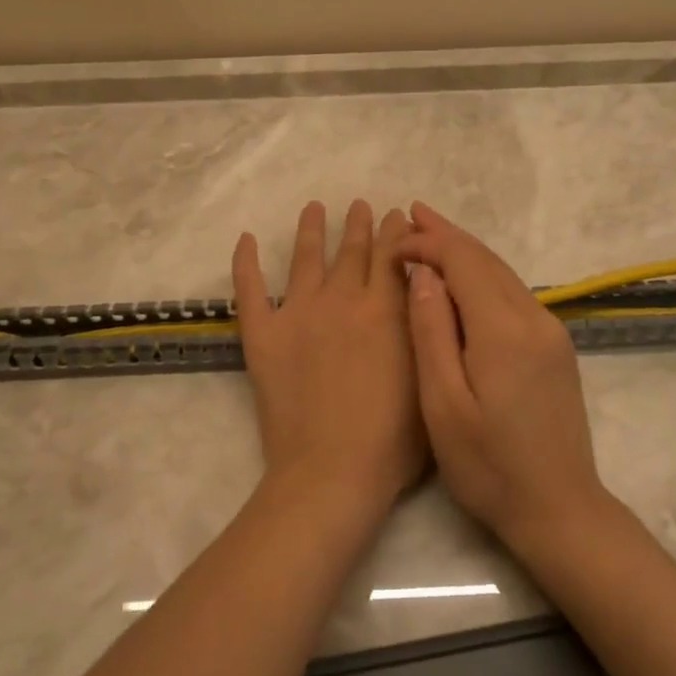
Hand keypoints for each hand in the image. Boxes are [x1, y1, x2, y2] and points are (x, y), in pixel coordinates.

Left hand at [232, 200, 425, 510]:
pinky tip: (246, 238)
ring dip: (312, 229)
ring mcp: (299, 313)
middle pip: (353, 250)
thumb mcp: (429, 377)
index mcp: (387, 309)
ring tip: (315, 207)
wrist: (333, 471)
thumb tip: (427, 292)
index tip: (397, 215)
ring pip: (306, 258)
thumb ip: (428, 330)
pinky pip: (250, 289)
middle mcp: (344, 299)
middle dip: (360, 224)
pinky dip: (246, 262)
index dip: (396, 232)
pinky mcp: (263, 334)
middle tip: (362, 205)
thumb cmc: (394, 440)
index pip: (393, 255)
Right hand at [398, 202, 609, 548]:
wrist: (559, 509)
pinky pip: (513, 294)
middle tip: (411, 212)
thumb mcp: (443, 405)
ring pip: (503, 274)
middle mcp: (534, 319)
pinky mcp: (555, 347)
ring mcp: (550, 332)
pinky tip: (463, 279)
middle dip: (447, 234)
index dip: (428, 244)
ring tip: (431, 233)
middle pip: (487, 259)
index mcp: (504, 330)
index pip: (464, 262)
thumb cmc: (489, 466)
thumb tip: (424, 275)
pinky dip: (483, 276)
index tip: (394, 244)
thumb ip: (432, 333)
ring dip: (466, 251)